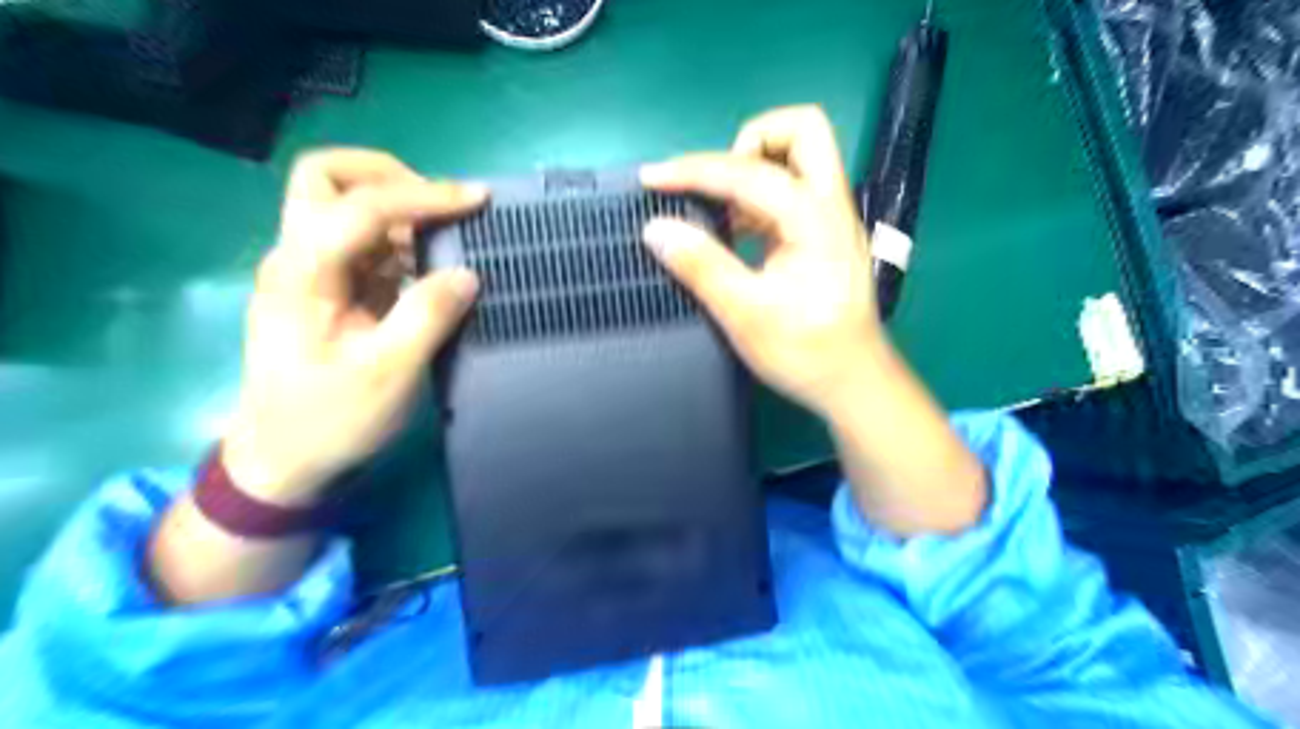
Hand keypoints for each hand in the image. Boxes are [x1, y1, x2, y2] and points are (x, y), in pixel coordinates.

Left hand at [222, 148, 488, 507]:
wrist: (284, 461)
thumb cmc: (331, 419)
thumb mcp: (388, 373)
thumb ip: (428, 315)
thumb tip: (468, 273)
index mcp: (303, 273)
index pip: (360, 206)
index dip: (422, 195)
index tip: (478, 200)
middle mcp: (298, 258)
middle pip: (326, 178)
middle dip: (389, 176)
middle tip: (441, 203)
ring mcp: (310, 272)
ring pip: (345, 206)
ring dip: (399, 209)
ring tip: (450, 235)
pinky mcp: (329, 290)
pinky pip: (364, 244)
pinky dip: (401, 241)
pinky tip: (432, 266)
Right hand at [638, 105, 883, 417]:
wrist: (853, 383)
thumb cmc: (807, 353)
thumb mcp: (746, 315)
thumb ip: (702, 267)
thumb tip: (657, 229)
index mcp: (814, 219)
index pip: (749, 172)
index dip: (694, 171)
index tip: (652, 179)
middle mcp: (829, 205)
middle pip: (802, 130)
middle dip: (749, 142)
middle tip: (713, 183)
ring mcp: (830, 218)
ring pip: (796, 158)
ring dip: (751, 170)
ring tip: (714, 211)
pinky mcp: (822, 235)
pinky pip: (788, 191)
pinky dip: (755, 197)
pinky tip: (733, 232)